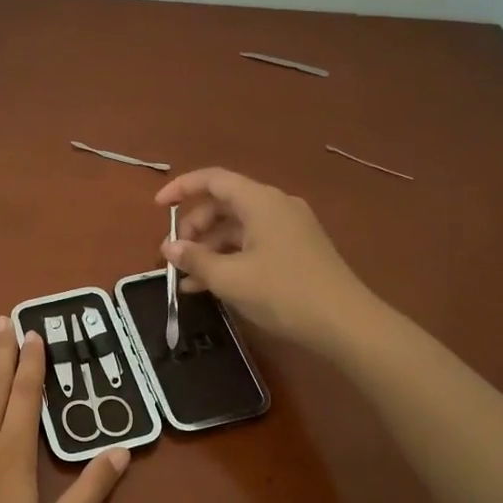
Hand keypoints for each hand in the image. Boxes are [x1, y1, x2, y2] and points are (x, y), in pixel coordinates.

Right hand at [156, 168, 377, 353]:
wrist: (345, 323)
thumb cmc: (283, 293)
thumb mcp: (230, 278)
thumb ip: (195, 259)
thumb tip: (170, 248)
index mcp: (260, 201)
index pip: (213, 180)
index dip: (181, 189)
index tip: (157, 208)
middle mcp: (276, 206)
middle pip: (224, 204)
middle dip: (194, 227)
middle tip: (174, 255)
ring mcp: (289, 229)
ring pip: (237, 228)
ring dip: (209, 249)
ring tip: (186, 279)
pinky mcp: (296, 251)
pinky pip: (253, 245)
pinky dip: (229, 259)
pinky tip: (210, 286)